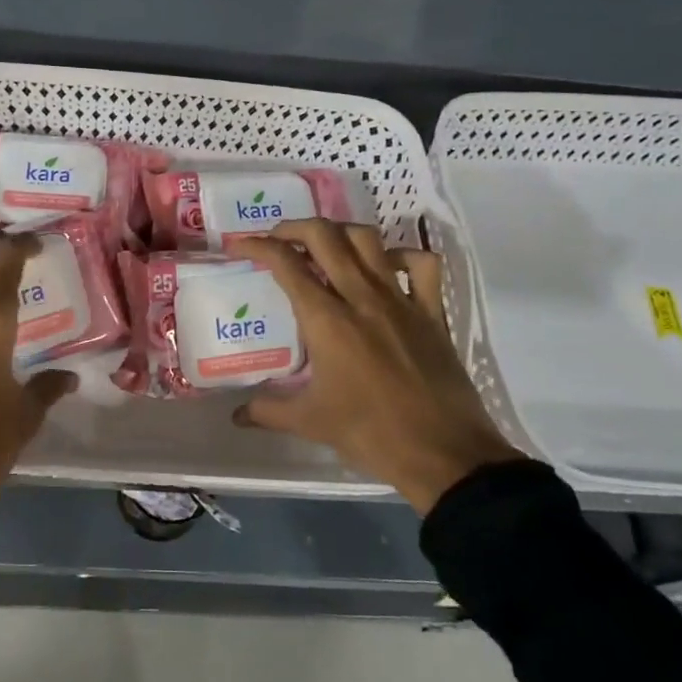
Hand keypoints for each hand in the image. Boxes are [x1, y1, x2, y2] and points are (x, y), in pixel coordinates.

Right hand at [233, 220, 521, 514]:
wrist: (444, 454)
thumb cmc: (371, 434)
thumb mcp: (311, 422)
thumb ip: (268, 411)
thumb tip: (237, 416)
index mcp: (326, 320)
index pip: (286, 264)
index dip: (257, 245)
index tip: (240, 244)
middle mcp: (361, 297)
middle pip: (324, 236)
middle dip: (294, 227)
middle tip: (278, 239)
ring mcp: (400, 300)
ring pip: (368, 240)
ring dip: (340, 233)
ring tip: (325, 247)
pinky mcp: (432, 312)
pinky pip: (421, 265)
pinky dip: (401, 255)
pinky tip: (386, 267)